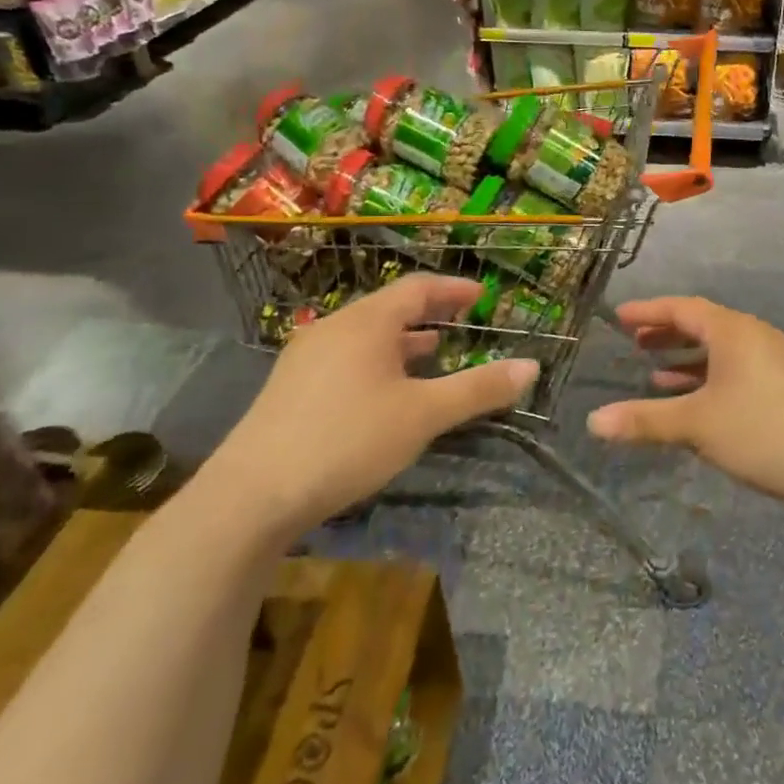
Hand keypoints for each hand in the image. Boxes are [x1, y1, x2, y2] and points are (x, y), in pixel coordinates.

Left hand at [199, 274, 537, 541]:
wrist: (250, 495)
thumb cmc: (347, 440)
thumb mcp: (423, 415)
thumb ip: (478, 389)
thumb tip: (532, 367)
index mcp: (367, 323)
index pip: (418, 288)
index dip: (453, 289)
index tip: (481, 296)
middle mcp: (334, 328)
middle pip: (390, 308)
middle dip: (429, 313)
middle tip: (462, 322)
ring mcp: (306, 357)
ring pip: (366, 335)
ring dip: (403, 340)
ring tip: (432, 353)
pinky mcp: (290, 388)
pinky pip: (346, 357)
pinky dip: (378, 360)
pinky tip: (385, 391)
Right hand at [587, 296, 783, 515]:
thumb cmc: (761, 433)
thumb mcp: (696, 425)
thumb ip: (644, 420)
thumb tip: (592, 422)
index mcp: (734, 331)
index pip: (683, 308)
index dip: (649, 311)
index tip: (620, 316)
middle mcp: (757, 335)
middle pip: (704, 324)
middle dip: (668, 333)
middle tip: (635, 342)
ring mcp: (777, 359)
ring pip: (723, 349)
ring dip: (689, 358)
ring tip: (657, 373)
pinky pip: (739, 367)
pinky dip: (712, 376)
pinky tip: (699, 400)